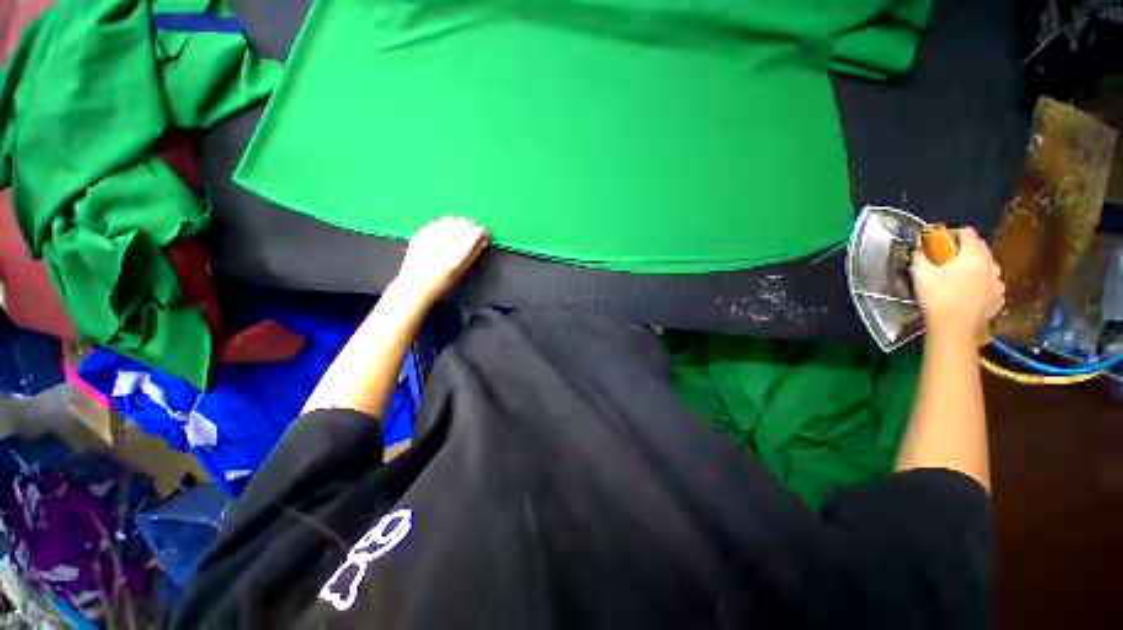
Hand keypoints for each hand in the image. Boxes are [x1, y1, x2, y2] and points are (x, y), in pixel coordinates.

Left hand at [394, 217, 487, 302]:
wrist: (414, 284)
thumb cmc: (442, 281)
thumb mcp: (462, 270)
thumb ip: (474, 253)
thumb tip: (483, 241)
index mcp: (458, 253)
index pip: (476, 232)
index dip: (482, 232)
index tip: (483, 236)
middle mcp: (445, 242)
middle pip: (464, 223)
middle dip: (471, 226)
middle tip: (472, 233)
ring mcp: (431, 236)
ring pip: (452, 219)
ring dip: (458, 223)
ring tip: (459, 232)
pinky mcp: (421, 233)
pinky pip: (438, 222)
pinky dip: (445, 224)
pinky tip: (446, 232)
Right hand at [911, 227, 1004, 341]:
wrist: (953, 328)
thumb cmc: (936, 297)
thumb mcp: (920, 272)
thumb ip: (921, 254)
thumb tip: (922, 248)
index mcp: (974, 254)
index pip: (967, 232)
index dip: (952, 233)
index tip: (940, 242)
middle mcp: (991, 264)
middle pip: (979, 247)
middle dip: (964, 249)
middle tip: (947, 261)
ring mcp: (998, 282)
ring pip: (986, 266)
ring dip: (974, 267)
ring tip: (958, 279)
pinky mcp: (999, 297)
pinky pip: (989, 284)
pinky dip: (980, 284)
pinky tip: (967, 293)